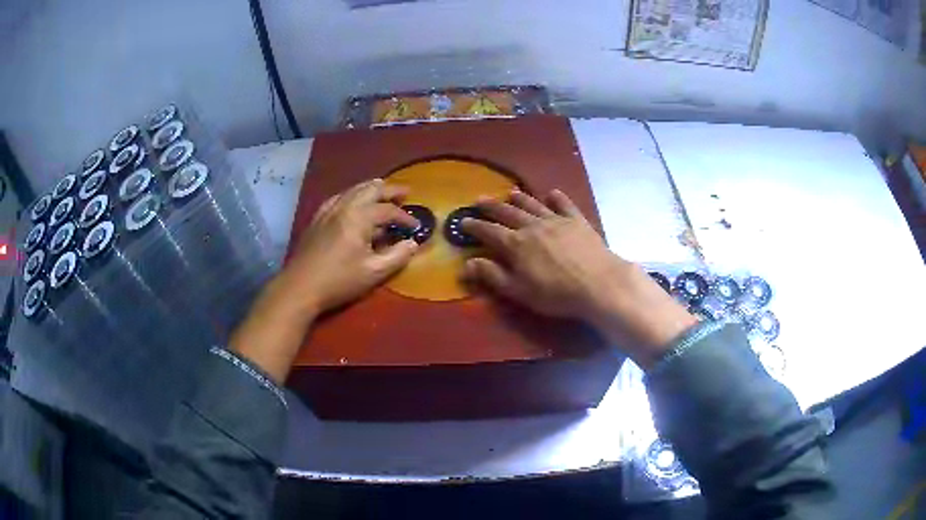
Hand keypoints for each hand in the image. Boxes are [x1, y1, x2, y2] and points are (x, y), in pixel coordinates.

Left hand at [232, 179, 418, 381]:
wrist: (300, 287)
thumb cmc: (339, 281)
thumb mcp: (374, 272)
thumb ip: (397, 256)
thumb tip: (412, 243)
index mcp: (359, 217)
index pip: (388, 210)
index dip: (405, 217)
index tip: (417, 227)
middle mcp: (344, 207)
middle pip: (370, 190)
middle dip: (389, 190)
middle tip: (405, 192)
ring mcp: (327, 211)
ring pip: (352, 190)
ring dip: (370, 188)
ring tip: (382, 189)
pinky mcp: (317, 219)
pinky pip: (337, 198)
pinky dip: (351, 195)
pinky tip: (351, 200)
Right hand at [462, 189, 696, 367]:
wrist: (598, 283)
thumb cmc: (556, 293)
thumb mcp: (519, 291)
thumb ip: (493, 275)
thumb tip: (467, 263)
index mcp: (516, 244)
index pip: (489, 231)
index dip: (475, 226)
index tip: (463, 221)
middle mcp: (532, 226)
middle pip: (507, 212)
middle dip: (491, 206)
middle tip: (479, 200)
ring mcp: (556, 220)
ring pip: (533, 205)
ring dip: (520, 198)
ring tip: (510, 192)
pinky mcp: (576, 220)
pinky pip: (564, 204)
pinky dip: (556, 198)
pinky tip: (552, 194)